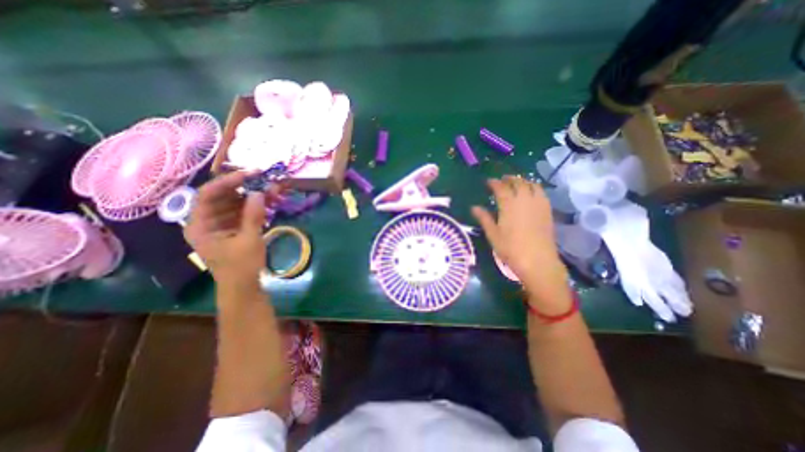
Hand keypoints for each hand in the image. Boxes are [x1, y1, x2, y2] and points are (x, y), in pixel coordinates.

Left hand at [184, 171, 282, 290]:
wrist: (243, 287)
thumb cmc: (241, 266)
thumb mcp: (249, 240)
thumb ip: (253, 215)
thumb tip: (259, 193)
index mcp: (200, 225)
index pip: (207, 194)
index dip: (228, 182)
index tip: (250, 175)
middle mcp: (207, 221)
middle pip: (222, 197)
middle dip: (244, 188)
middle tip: (265, 181)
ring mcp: (221, 225)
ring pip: (234, 203)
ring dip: (252, 196)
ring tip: (272, 191)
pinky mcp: (233, 229)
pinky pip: (243, 212)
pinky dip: (255, 206)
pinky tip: (269, 202)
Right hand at [473, 177, 568, 303]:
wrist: (538, 261)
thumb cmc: (511, 249)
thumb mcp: (493, 234)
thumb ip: (484, 218)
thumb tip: (474, 207)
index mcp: (509, 205)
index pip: (501, 188)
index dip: (494, 183)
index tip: (489, 182)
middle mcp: (524, 200)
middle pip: (517, 182)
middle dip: (509, 179)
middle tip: (502, 180)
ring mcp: (538, 204)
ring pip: (531, 184)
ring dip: (522, 181)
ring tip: (516, 183)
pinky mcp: (547, 210)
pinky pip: (541, 192)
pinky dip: (534, 187)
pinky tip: (530, 193)